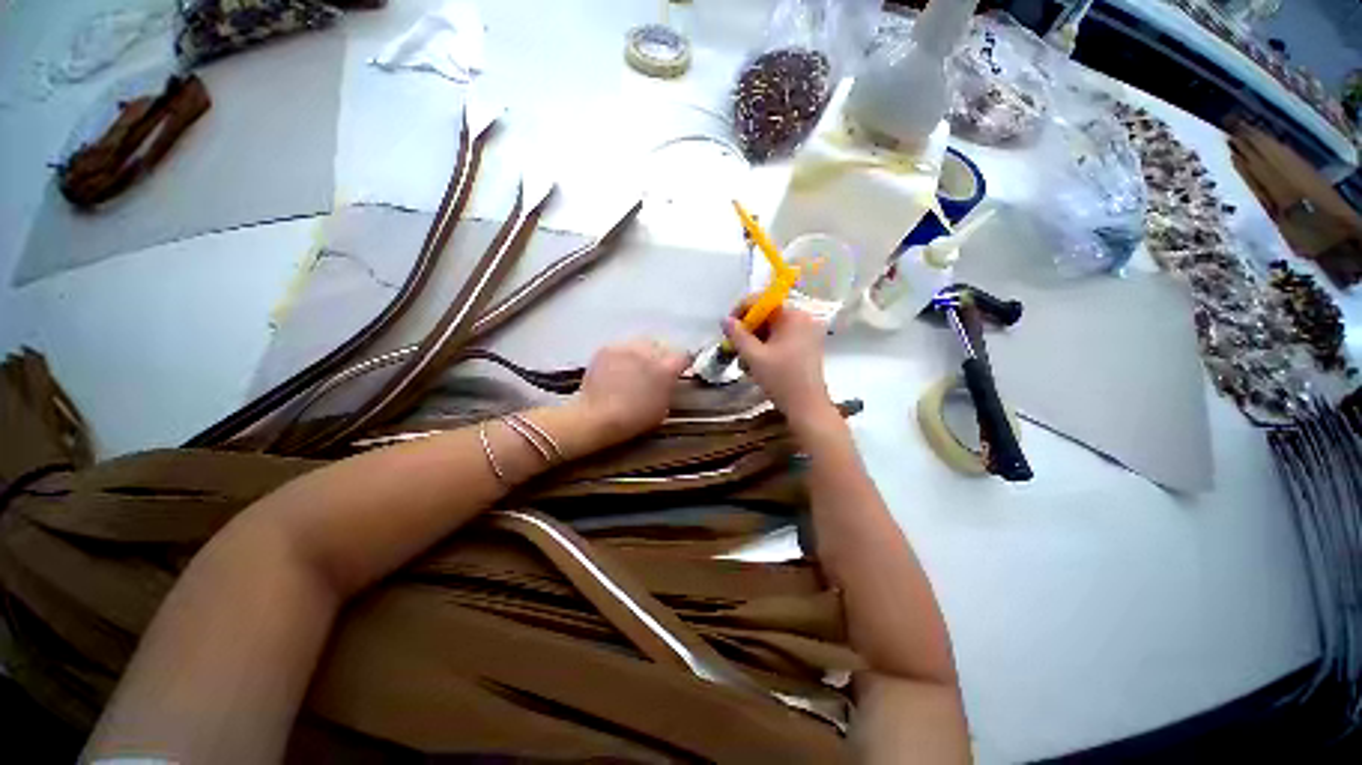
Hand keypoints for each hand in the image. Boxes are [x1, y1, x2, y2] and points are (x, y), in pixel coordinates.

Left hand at [573, 338, 688, 446]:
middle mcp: (648, 351)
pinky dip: (624, 354)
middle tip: (656, 369)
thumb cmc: (635, 419)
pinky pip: (622, 346)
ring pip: (641, 342)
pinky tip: (618, 367)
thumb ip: (669, 386)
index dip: (683, 363)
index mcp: (666, 367)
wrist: (597, 417)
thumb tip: (669, 379)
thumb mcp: (663, 407)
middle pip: (662, 344)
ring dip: (643, 352)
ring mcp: (626, 346)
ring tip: (636, 366)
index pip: (684, 355)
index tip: (679, 370)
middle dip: (662, 355)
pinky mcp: (608, 347)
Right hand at [723, 306, 836, 427]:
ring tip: (744, 361)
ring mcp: (807, 333)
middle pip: (767, 314)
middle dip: (748, 330)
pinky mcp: (807, 346)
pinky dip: (767, 347)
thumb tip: (725, 320)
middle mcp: (803, 319)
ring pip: (773, 328)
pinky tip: (757, 364)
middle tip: (734, 347)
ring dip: (755, 341)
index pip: (762, 300)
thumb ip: (737, 335)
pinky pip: (781, 338)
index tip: (728, 328)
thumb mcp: (754, 357)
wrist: (807, 408)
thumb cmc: (781, 380)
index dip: (741, 311)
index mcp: (793, 315)